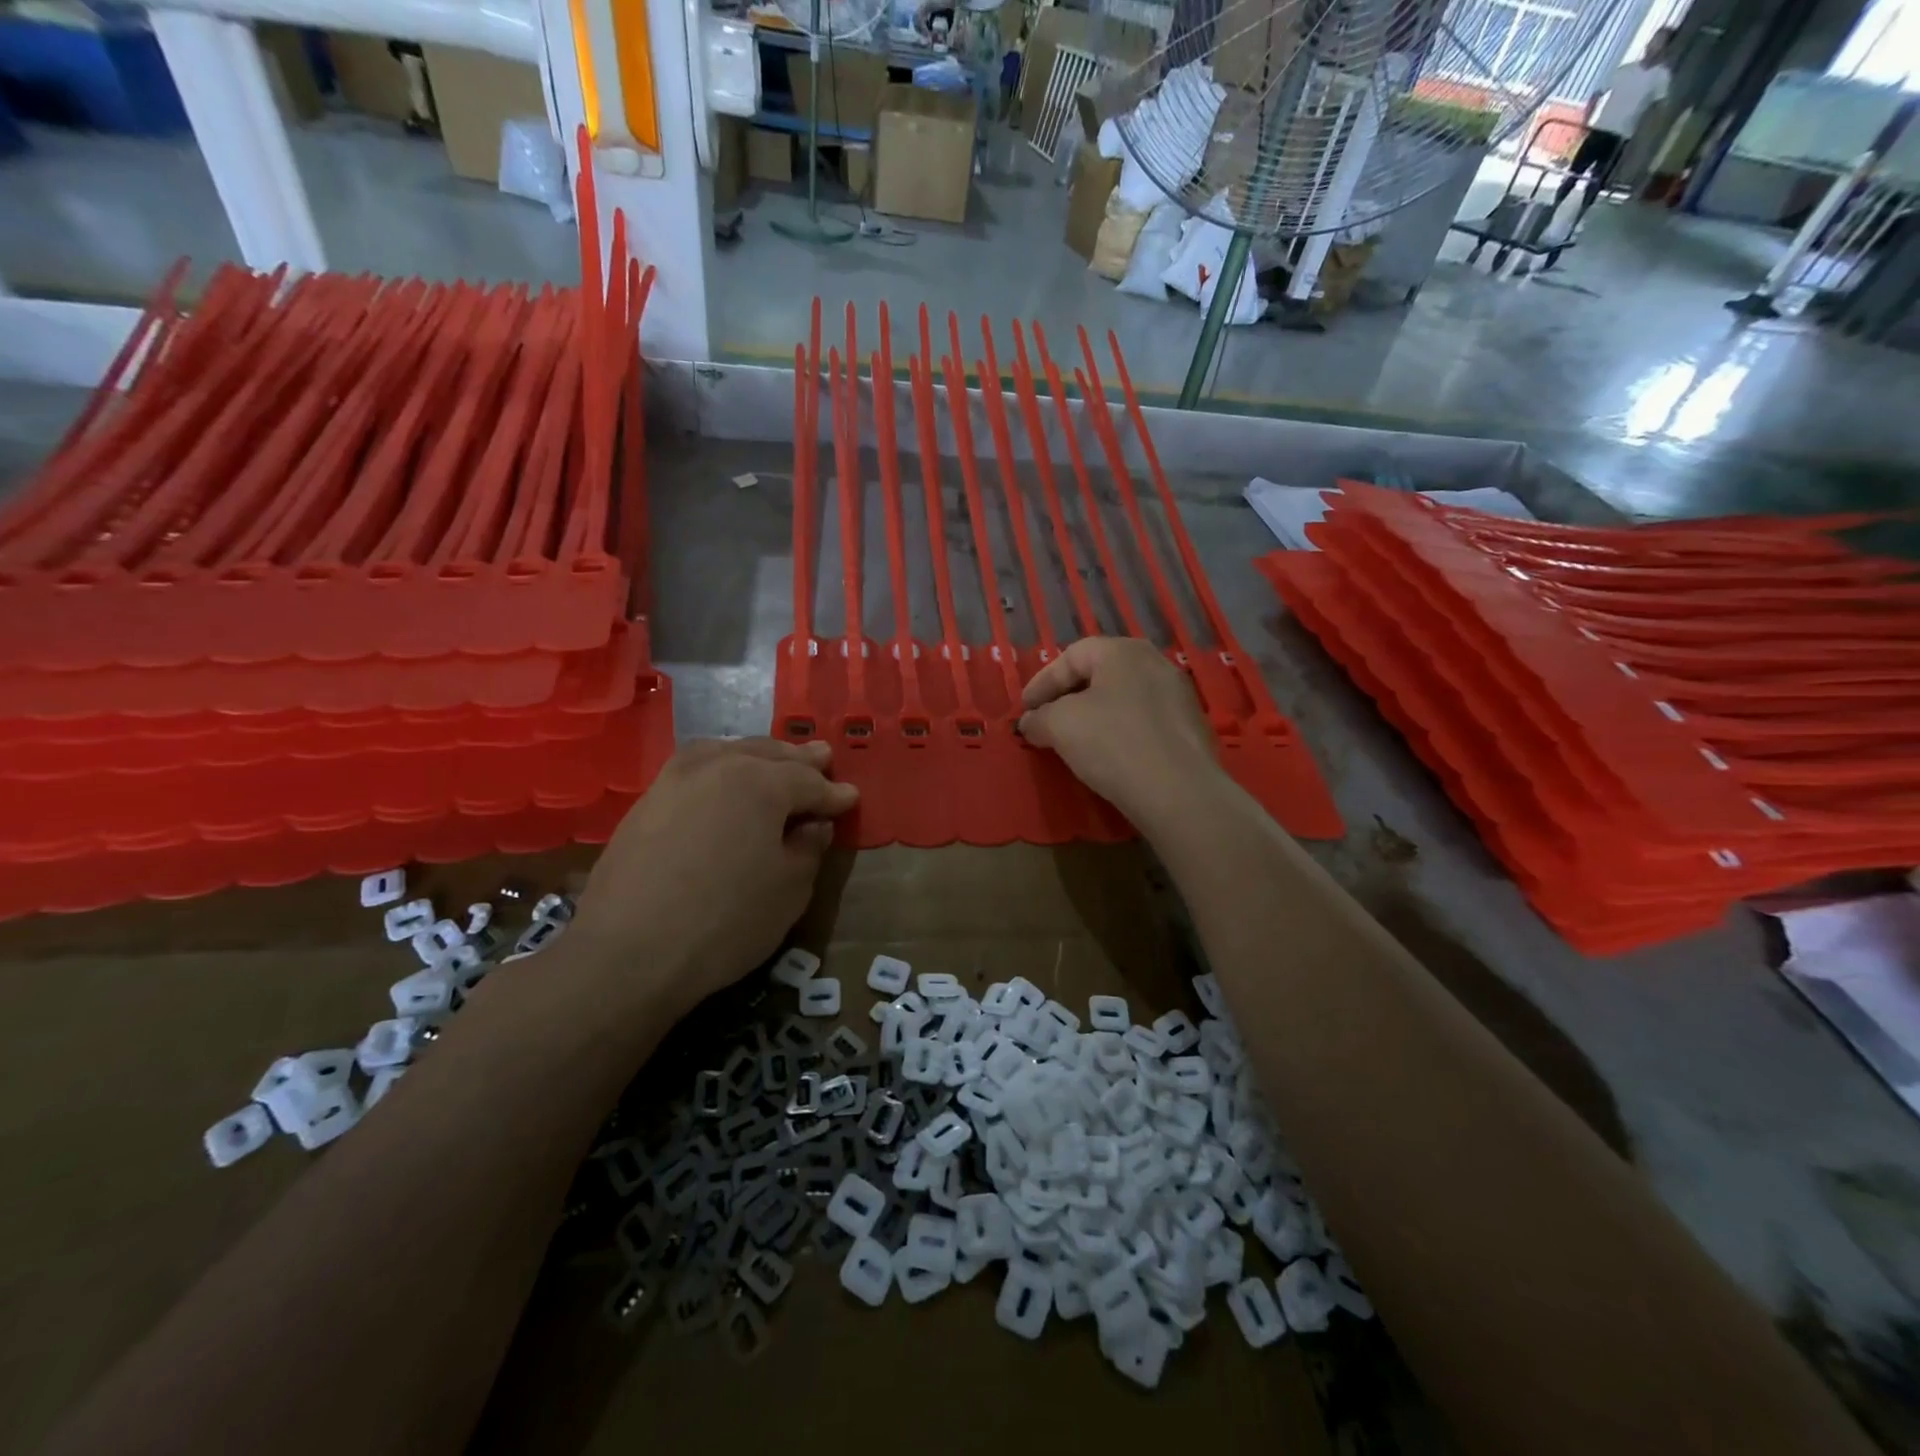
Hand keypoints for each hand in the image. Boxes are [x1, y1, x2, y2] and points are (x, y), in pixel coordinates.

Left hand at [568, 738, 857, 1016]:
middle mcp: (718, 766)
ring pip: (728, 752)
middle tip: (822, 758)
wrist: (629, 953)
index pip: (808, 782)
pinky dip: (722, 764)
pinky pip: (696, 768)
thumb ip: (809, 847)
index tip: (851, 798)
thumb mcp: (789, 889)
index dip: (833, 794)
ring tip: (775, 760)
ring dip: (758, 754)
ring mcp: (675, 780)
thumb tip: (813, 825)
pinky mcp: (646, 802)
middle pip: (768, 755)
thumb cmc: (725, 921)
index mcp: (760, 782)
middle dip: (799, 760)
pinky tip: (725, 779)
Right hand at [1018, 637, 1224, 829]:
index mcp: (1124, 651)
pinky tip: (1110, 757)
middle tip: (1046, 722)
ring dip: (1094, 715)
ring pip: (1123, 699)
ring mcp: (1179, 696)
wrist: (1178, 792)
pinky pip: (1144, 722)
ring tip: (1074, 741)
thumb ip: (1038, 718)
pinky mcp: (1191, 729)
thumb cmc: (1113, 743)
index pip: (1071, 656)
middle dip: (1067, 697)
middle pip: (1100, 674)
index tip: (1023, 711)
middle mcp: (1156, 663)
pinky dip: (1120, 732)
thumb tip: (1029, 722)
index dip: (1041, 682)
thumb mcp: (1060, 725)